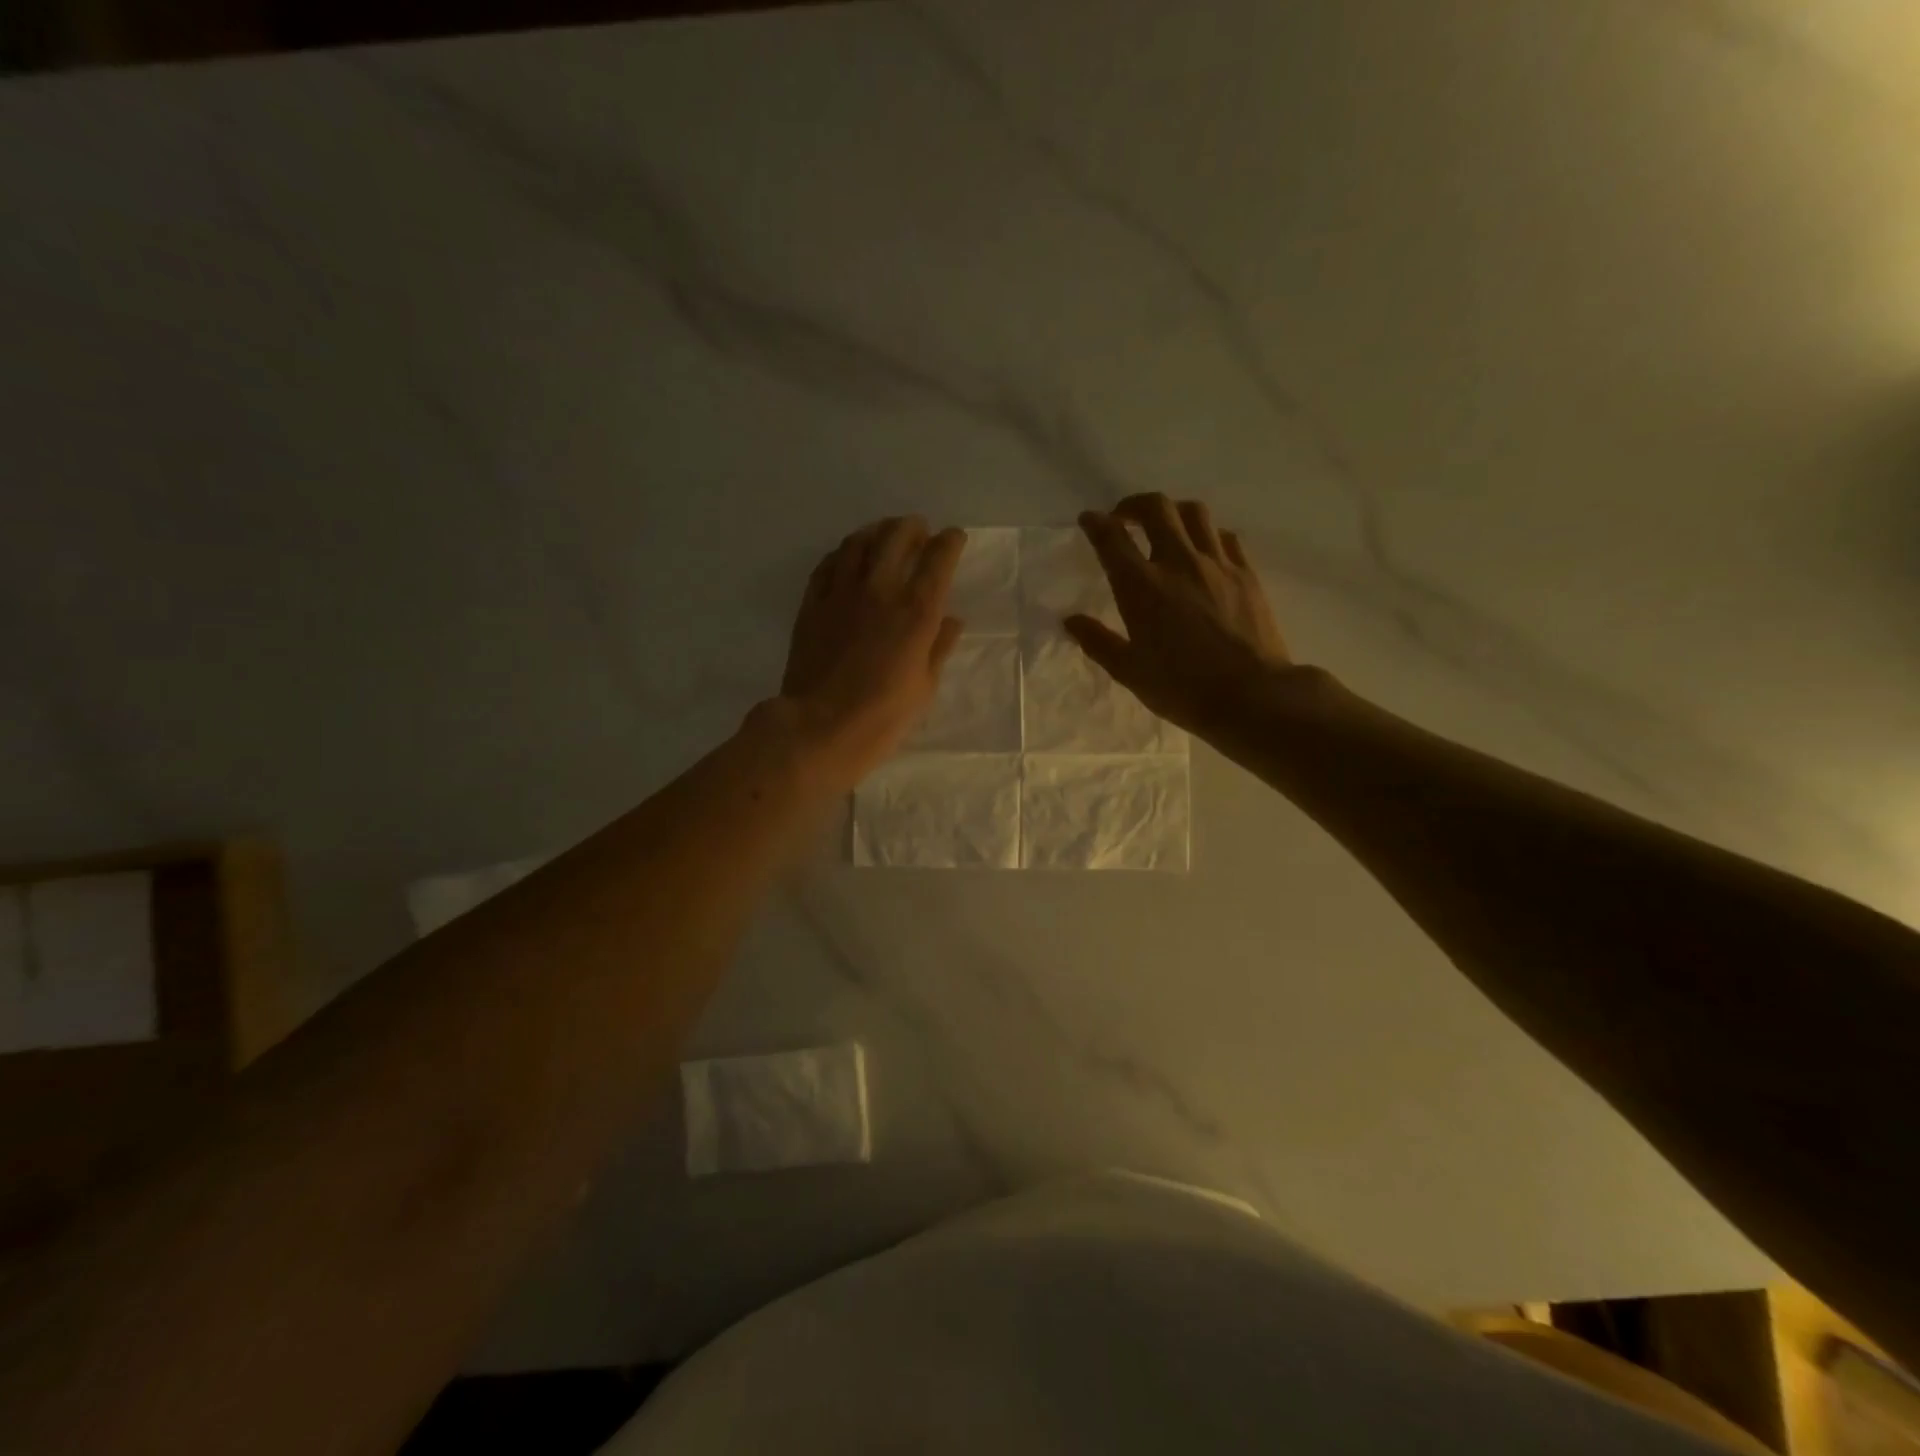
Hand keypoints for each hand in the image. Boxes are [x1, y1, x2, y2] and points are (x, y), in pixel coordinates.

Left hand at [780, 516, 965, 788]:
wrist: (819, 727)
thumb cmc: (882, 717)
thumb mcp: (924, 687)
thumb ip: (939, 647)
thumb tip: (952, 620)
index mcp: (916, 612)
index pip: (938, 560)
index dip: (949, 542)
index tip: (954, 537)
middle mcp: (880, 591)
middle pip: (896, 538)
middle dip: (912, 527)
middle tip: (919, 529)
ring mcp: (841, 594)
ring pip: (859, 543)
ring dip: (876, 531)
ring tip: (884, 533)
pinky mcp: (812, 604)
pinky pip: (828, 564)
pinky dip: (844, 553)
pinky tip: (848, 556)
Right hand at [1066, 494, 1300, 737]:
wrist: (1251, 696)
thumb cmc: (1182, 688)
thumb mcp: (1130, 671)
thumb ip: (1098, 642)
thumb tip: (1072, 621)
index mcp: (1141, 587)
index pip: (1112, 539)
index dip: (1096, 523)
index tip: (1088, 520)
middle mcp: (1178, 563)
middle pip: (1156, 508)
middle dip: (1133, 504)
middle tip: (1124, 518)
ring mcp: (1217, 564)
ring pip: (1194, 512)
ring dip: (1173, 511)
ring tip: (1165, 527)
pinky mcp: (1246, 573)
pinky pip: (1224, 536)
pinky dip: (1206, 533)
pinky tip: (1203, 550)